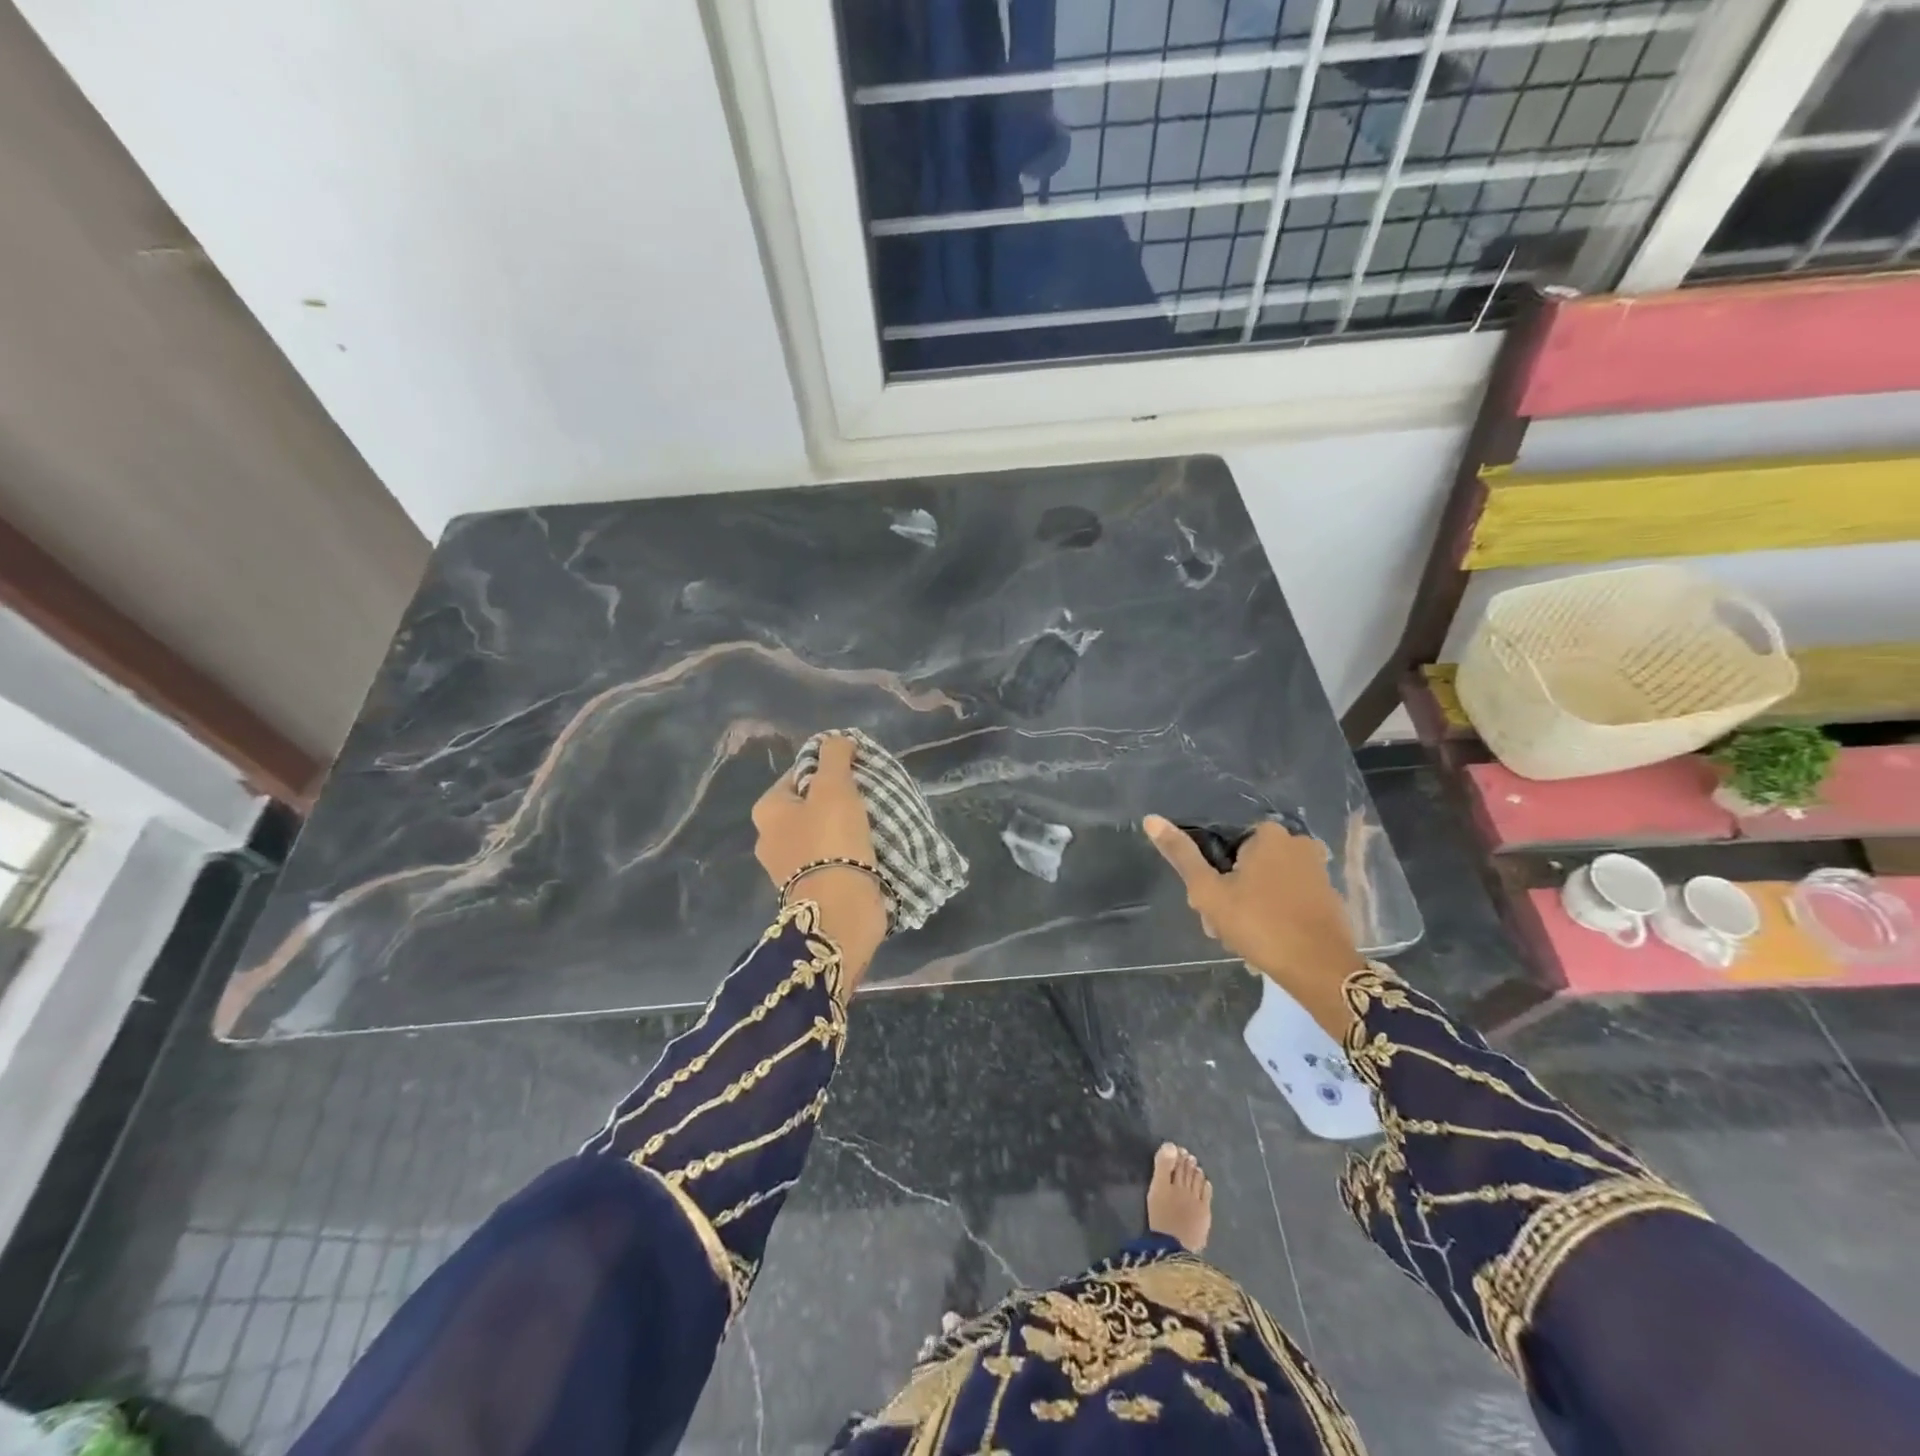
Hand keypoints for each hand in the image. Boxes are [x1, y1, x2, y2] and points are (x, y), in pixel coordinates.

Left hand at [753, 734, 886, 983]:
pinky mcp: (810, 890)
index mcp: (767, 811)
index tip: (856, 772)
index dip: (828, 768)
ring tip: (874, 823)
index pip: (798, 775)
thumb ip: (835, 756)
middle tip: (868, 797)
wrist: (840, 908)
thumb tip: (837, 739)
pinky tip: (869, 849)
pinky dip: (847, 852)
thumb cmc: (831, 839)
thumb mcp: (835, 785)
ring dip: (844, 828)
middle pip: (809, 805)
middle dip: (837, 800)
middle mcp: (770, 839)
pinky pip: (830, 859)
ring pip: (821, 833)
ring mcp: (788, 869)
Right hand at [1143, 815, 1364, 1038]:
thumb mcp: (1208, 891)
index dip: (1209, 876)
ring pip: (1265, 886)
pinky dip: (1274, 916)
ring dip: (1248, 910)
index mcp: (1268, 834)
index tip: (1205, 906)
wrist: (1319, 970)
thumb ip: (1181, 855)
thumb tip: (1151, 819)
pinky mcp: (1328, 897)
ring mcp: (1317, 871)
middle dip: (1229, 897)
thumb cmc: (1259, 924)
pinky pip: (1288, 900)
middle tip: (1222, 929)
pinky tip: (1265, 943)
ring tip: (1242, 942)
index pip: (1223, 847)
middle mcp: (1297, 843)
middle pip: (1244, 867)